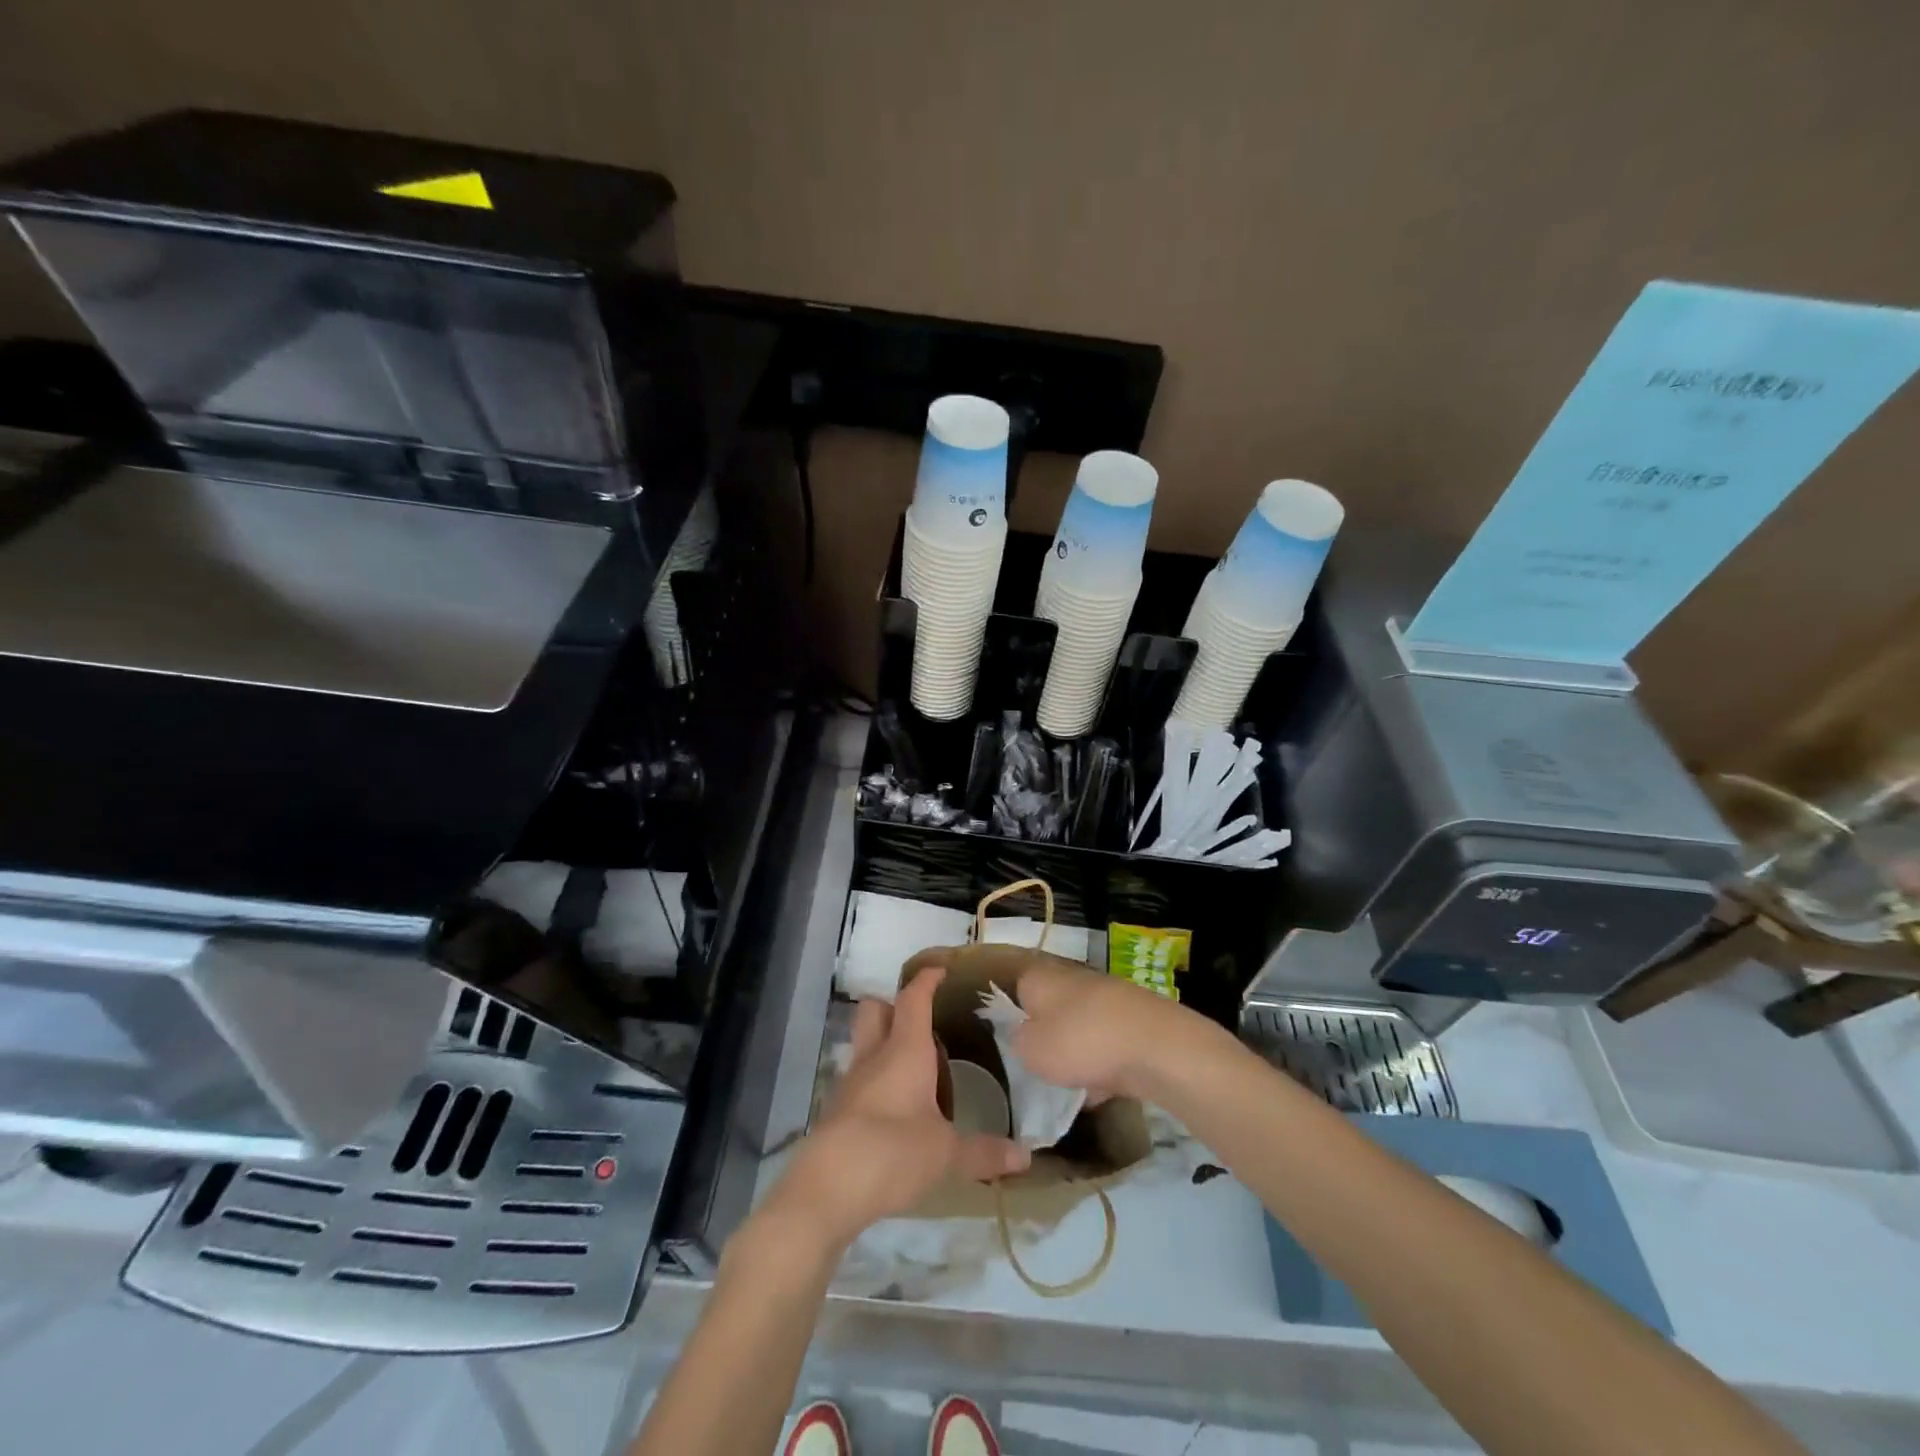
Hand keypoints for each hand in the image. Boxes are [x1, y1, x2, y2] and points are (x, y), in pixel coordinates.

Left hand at [765, 967, 1028, 1252]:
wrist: (826, 1189)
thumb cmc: (892, 1153)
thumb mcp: (946, 1154)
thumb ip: (985, 1152)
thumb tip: (1026, 1157)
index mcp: (904, 1050)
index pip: (913, 999)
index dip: (926, 980)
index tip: (941, 970)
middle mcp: (874, 1056)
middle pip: (875, 1009)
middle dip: (894, 1004)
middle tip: (923, 1020)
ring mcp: (851, 1082)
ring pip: (865, 1042)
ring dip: (884, 1042)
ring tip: (916, 1065)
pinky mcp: (838, 1109)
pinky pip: (859, 1077)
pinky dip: (876, 1078)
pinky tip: (896, 1105)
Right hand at [1014, 955, 1226, 1102]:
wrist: (1158, 1047)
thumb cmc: (1082, 1043)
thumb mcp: (1031, 1051)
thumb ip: (1018, 1041)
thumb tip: (1024, 1035)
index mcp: (1042, 977)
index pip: (1018, 987)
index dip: (1015, 1015)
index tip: (1016, 1044)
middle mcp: (1074, 977)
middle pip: (1053, 1007)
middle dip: (1050, 1036)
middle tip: (1043, 1067)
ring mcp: (1109, 996)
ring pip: (1083, 1025)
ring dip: (1078, 1051)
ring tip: (1075, 1085)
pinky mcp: (1137, 1017)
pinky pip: (1110, 1041)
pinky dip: (1106, 1062)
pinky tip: (1107, 1090)